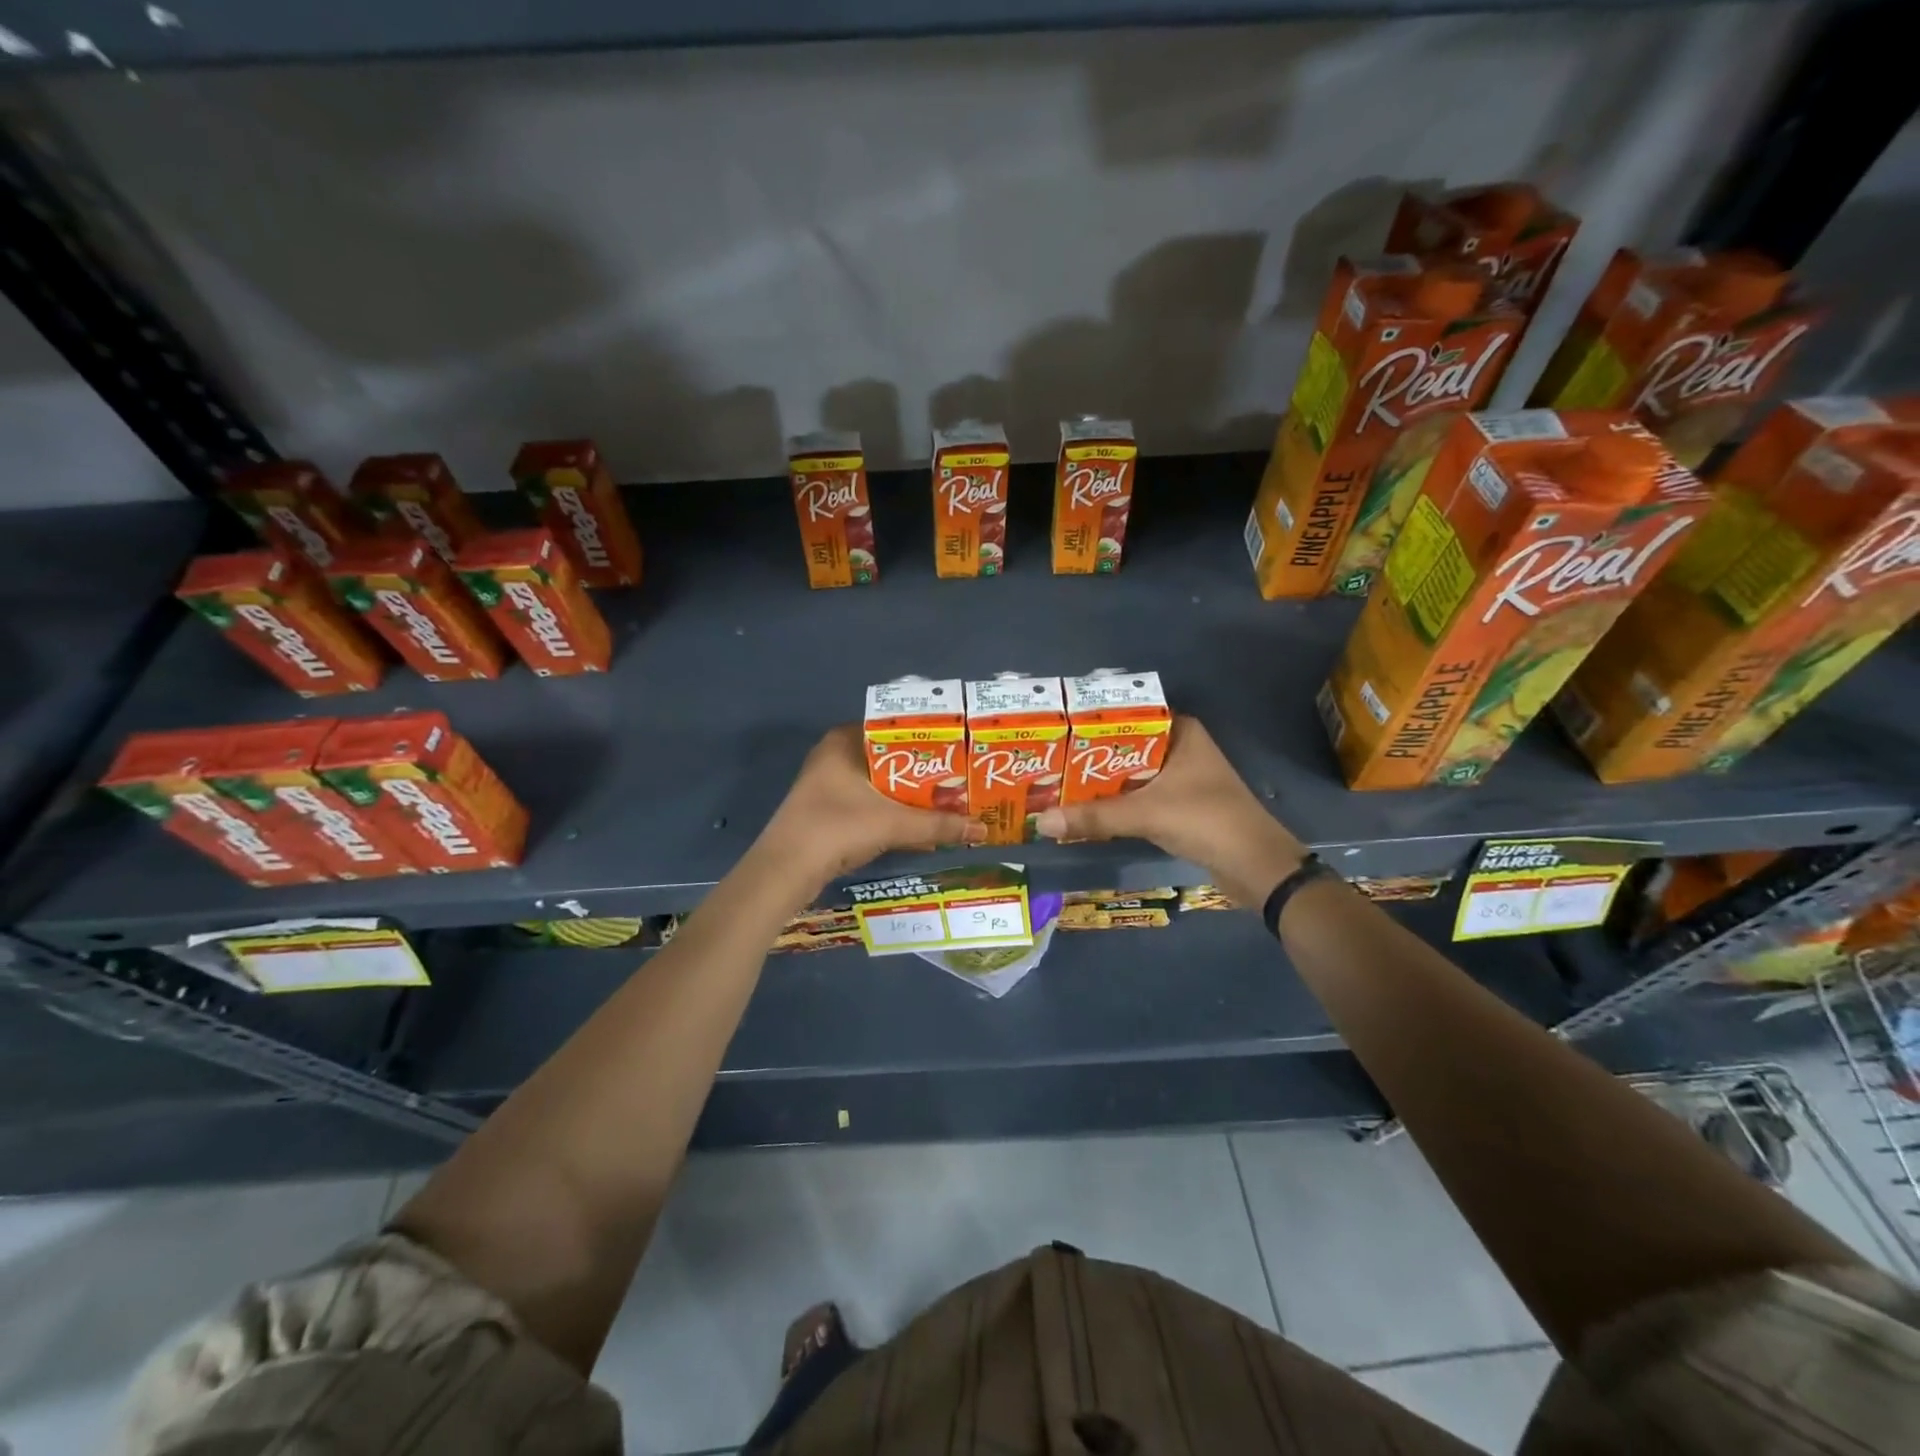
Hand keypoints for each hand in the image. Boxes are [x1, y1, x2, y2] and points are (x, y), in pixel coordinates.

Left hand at [761, 726, 984, 883]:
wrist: (786, 870)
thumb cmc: (837, 828)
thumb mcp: (893, 824)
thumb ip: (938, 825)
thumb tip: (983, 827)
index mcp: (845, 741)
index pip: (895, 727)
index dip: (929, 738)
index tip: (960, 748)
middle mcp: (835, 756)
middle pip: (891, 758)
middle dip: (924, 772)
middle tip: (961, 777)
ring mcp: (828, 785)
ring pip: (880, 783)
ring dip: (910, 795)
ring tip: (949, 801)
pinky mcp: (828, 811)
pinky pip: (870, 803)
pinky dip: (894, 812)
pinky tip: (920, 826)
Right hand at [1034, 716, 1307, 906]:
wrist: (1256, 866)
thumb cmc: (1205, 821)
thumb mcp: (1145, 814)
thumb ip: (1093, 817)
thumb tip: (1041, 822)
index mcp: (1181, 732)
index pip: (1128, 716)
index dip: (1093, 724)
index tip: (1057, 732)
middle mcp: (1182, 749)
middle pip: (1126, 748)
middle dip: (1091, 758)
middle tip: (1049, 762)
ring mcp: (1184, 779)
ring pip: (1133, 775)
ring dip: (1103, 783)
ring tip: (1059, 785)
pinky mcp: (1182, 806)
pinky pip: (1141, 797)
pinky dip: (1118, 804)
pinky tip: (1088, 811)